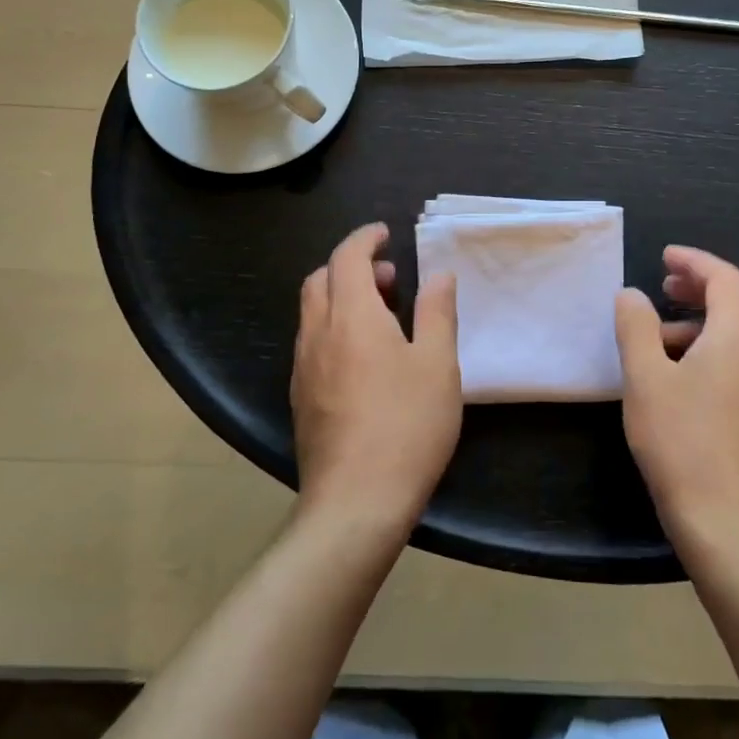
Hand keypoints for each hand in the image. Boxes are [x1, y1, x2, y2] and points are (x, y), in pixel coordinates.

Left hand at [291, 223, 461, 538]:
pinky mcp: (300, 398)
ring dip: (341, 297)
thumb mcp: (438, 365)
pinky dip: (333, 327)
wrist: (355, 504)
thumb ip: (437, 312)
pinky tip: (362, 358)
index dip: (365, 239)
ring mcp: (303, 368)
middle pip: (321, 280)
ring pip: (312, 312)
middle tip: (389, 278)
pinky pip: (312, 343)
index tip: (385, 235)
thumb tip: (438, 275)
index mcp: (352, 317)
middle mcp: (318, 334)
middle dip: (350, 266)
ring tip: (382, 316)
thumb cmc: (406, 426)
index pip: (347, 257)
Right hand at [615, 246, 738, 556]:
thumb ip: (636, 326)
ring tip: (666, 337)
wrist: (728, 525)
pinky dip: (721, 349)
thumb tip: (631, 294)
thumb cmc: (681, 443)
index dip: (694, 261)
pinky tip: (688, 378)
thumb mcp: (644, 378)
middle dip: (705, 286)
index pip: (725, 278)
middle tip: (667, 288)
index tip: (664, 258)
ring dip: (710, 320)